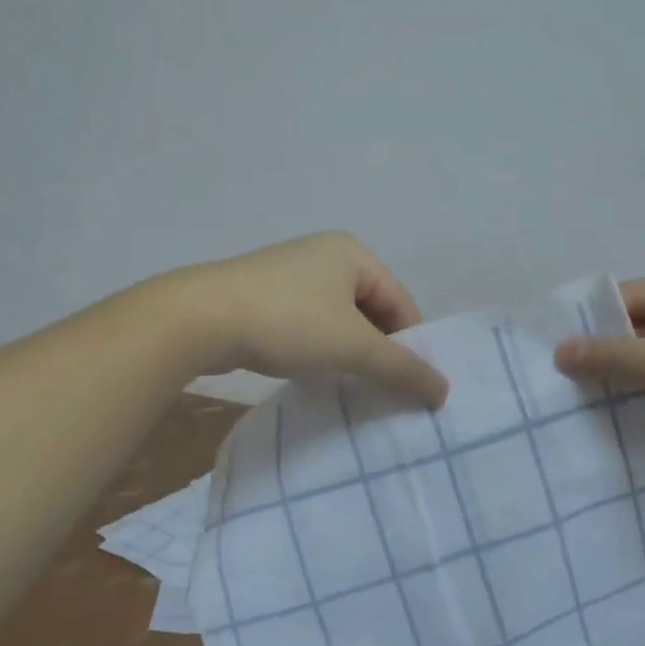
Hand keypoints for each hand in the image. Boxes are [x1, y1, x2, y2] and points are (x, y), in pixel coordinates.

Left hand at [169, 233, 448, 407]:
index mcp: (352, 253)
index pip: (401, 303)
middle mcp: (323, 255)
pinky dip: (316, 349)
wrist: (200, 318)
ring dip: (346, 353)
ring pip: (336, 320)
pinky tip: (311, 375)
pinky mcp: (262, 296)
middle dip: (376, 351)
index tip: (410, 388)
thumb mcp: (352, 346)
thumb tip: (444, 390)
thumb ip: (401, 368)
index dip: (410, 346)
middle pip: (370, 310)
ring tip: (347, 387)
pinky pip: (306, 324)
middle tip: (380, 392)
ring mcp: (289, 274)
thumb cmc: (288, 321)